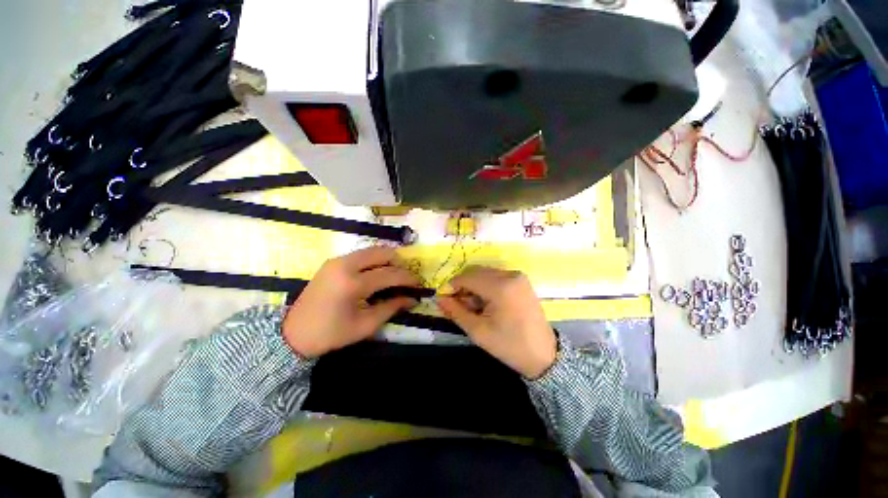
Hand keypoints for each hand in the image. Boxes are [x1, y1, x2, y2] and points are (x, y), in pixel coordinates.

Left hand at [283, 247, 420, 357]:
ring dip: (388, 260)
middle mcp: (345, 265)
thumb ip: (392, 308)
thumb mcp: (365, 325)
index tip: (419, 285)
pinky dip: (375, 261)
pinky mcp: (333, 261)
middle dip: (399, 263)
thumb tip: (413, 299)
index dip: (408, 278)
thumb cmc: (331, 334)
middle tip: (406, 278)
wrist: (292, 333)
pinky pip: (362, 254)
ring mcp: (337, 260)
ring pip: (372, 250)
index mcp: (352, 284)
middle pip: (383, 253)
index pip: (390, 274)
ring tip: (394, 276)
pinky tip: (377, 274)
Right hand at [436, 266, 555, 378]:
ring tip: (473, 306)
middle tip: (458, 304)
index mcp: (501, 287)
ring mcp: (517, 276)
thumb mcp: (478, 331)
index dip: (452, 286)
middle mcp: (510, 275)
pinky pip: (496, 276)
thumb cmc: (509, 346)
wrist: (543, 355)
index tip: (444, 298)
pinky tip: (486, 302)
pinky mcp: (521, 280)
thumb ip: (456, 311)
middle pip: (476, 272)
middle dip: (463, 286)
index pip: (467, 277)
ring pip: (485, 273)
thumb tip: (439, 298)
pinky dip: (485, 285)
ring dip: (474, 285)